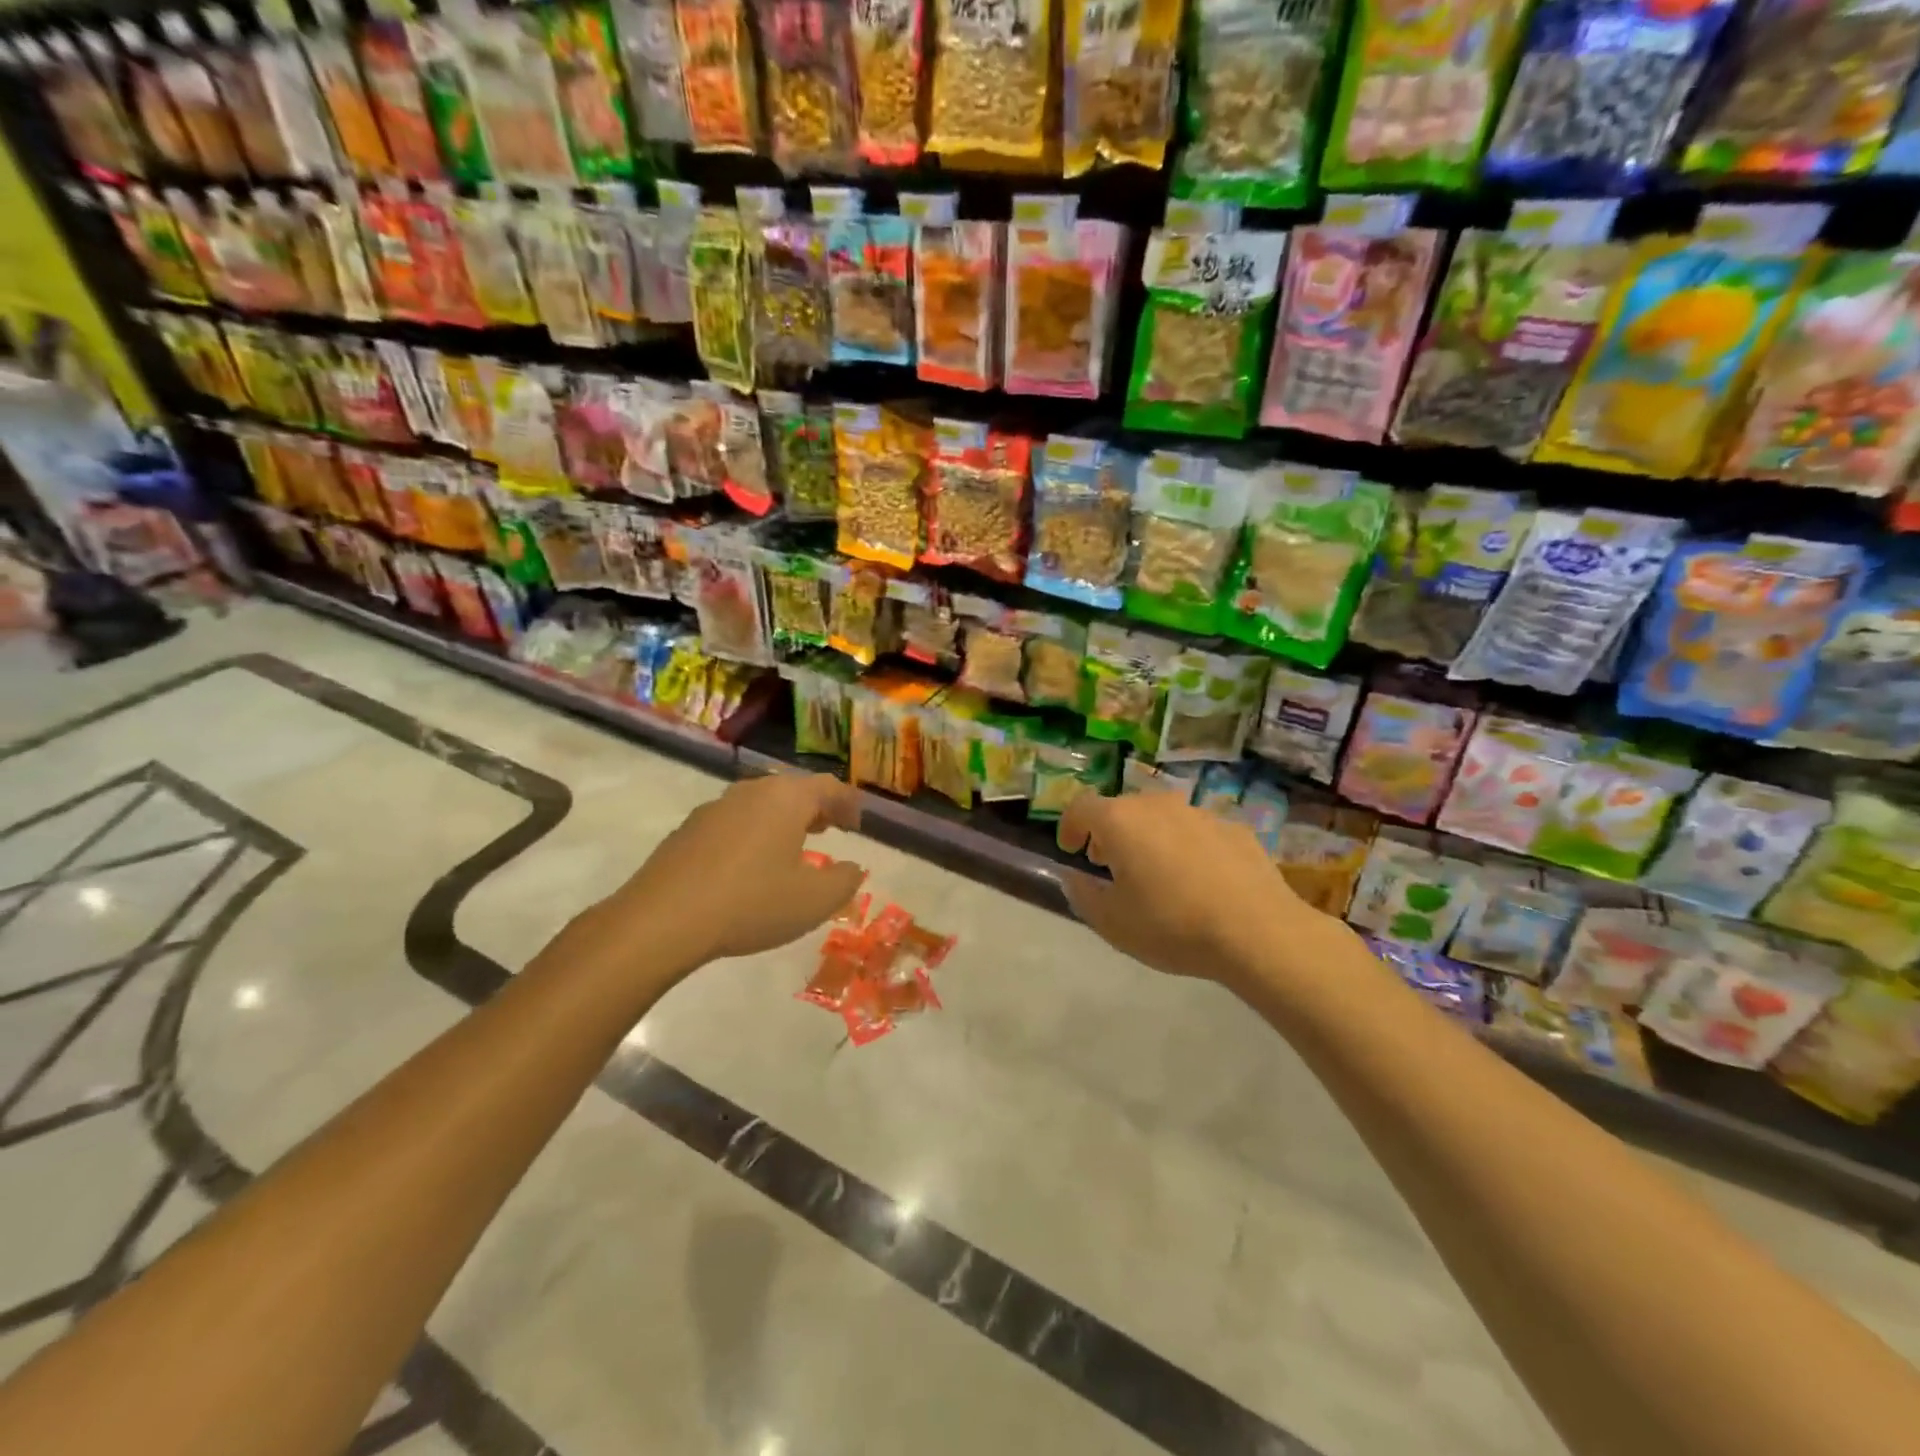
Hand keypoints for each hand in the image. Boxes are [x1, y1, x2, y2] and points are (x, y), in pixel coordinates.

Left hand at [575, 773, 866, 974]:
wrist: (662, 920)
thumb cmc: (751, 903)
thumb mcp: (814, 901)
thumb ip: (844, 881)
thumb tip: (851, 868)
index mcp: (786, 798)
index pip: (829, 787)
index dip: (849, 803)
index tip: (858, 825)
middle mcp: (751, 792)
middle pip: (792, 790)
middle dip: (816, 807)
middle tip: (830, 828)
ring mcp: (715, 808)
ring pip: (760, 804)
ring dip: (782, 820)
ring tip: (792, 845)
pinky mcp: (688, 830)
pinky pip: (733, 823)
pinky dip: (752, 835)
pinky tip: (749, 865)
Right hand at [1056, 792, 1346, 985]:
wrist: (1258, 932)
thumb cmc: (1172, 926)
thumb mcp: (1112, 923)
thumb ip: (1082, 894)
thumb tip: (1074, 876)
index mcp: (1120, 821)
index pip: (1081, 807)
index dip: (1069, 827)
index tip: (1071, 851)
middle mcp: (1157, 805)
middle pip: (1122, 809)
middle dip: (1109, 833)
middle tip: (1111, 866)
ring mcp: (1199, 813)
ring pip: (1161, 817)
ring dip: (1149, 838)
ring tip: (1157, 875)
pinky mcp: (1234, 828)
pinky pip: (1196, 831)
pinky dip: (1186, 847)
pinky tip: (1200, 882)